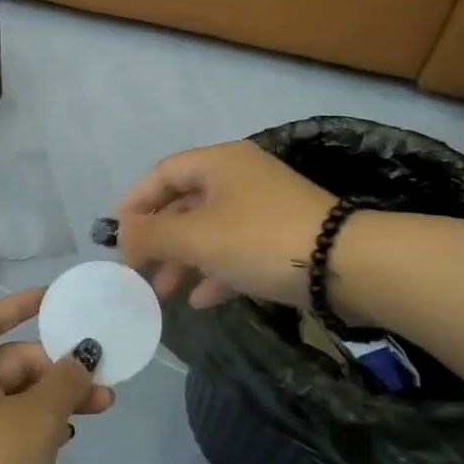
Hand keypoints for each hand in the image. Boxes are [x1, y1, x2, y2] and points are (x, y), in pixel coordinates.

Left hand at [0, 289, 114, 463]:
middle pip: (12, 360)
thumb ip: (64, 381)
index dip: (22, 304)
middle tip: (103, 381)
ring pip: (16, 396)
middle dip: (58, 366)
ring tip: (102, 408)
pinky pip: (11, 425)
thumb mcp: (36, 419)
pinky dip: (40, 424)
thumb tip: (81, 355)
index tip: (56, 299)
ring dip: (56, 397)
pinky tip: (68, 437)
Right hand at [117, 141, 335, 309]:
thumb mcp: (197, 237)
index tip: (116, 237)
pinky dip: (214, 271)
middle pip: (184, 204)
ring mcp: (263, 209)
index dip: (135, 203)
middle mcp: (239, 178)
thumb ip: (151, 235)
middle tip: (137, 271)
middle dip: (158, 239)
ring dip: (182, 260)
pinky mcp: (282, 239)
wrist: (347, 265)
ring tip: (162, 293)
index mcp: (219, 163)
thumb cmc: (261, 239)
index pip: (162, 174)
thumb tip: (119, 234)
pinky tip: (199, 300)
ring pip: (209, 231)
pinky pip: (236, 251)